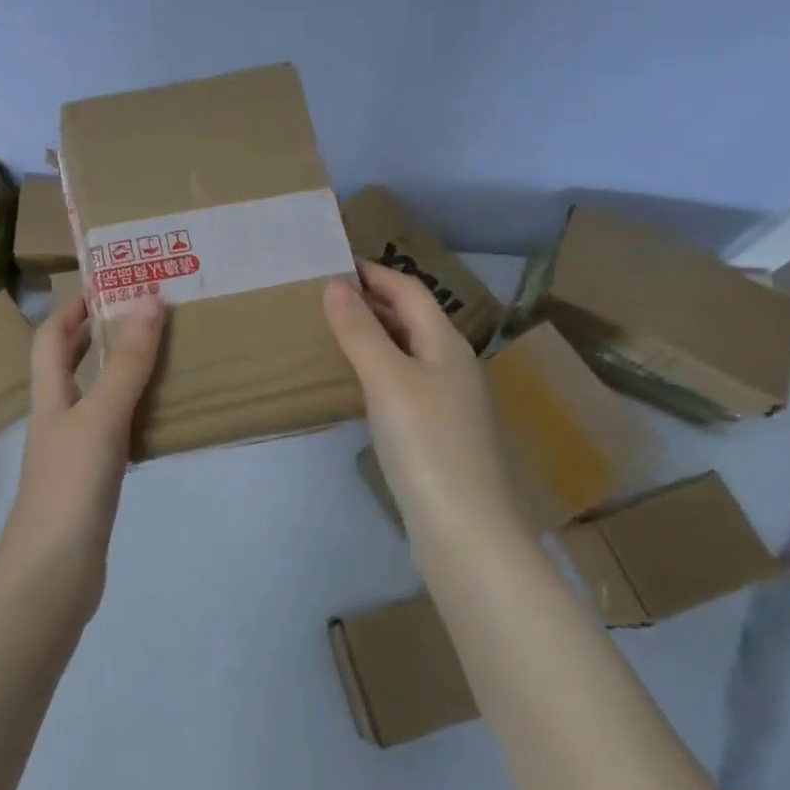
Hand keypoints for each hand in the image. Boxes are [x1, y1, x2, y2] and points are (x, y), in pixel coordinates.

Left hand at [0, 292, 166, 604]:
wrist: (53, 572)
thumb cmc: (71, 485)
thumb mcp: (102, 416)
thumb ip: (127, 362)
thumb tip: (148, 300)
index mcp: (51, 396)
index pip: (51, 338)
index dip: (72, 307)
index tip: (107, 285)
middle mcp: (58, 417)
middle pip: (69, 364)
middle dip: (98, 334)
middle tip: (142, 314)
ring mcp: (73, 451)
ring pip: (94, 397)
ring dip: (120, 372)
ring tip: (160, 355)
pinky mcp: (91, 480)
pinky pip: (113, 431)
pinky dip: (134, 413)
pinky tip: (160, 416)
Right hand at [323, 261, 526, 535]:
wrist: (464, 527)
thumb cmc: (425, 442)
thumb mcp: (387, 379)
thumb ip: (360, 330)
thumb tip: (335, 284)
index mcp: (446, 343)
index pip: (409, 290)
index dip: (374, 272)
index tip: (333, 262)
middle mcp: (452, 364)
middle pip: (412, 317)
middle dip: (372, 299)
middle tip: (325, 293)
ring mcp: (449, 399)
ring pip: (408, 349)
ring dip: (374, 332)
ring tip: (333, 329)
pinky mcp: (438, 430)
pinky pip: (405, 379)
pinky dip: (379, 366)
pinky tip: (357, 381)